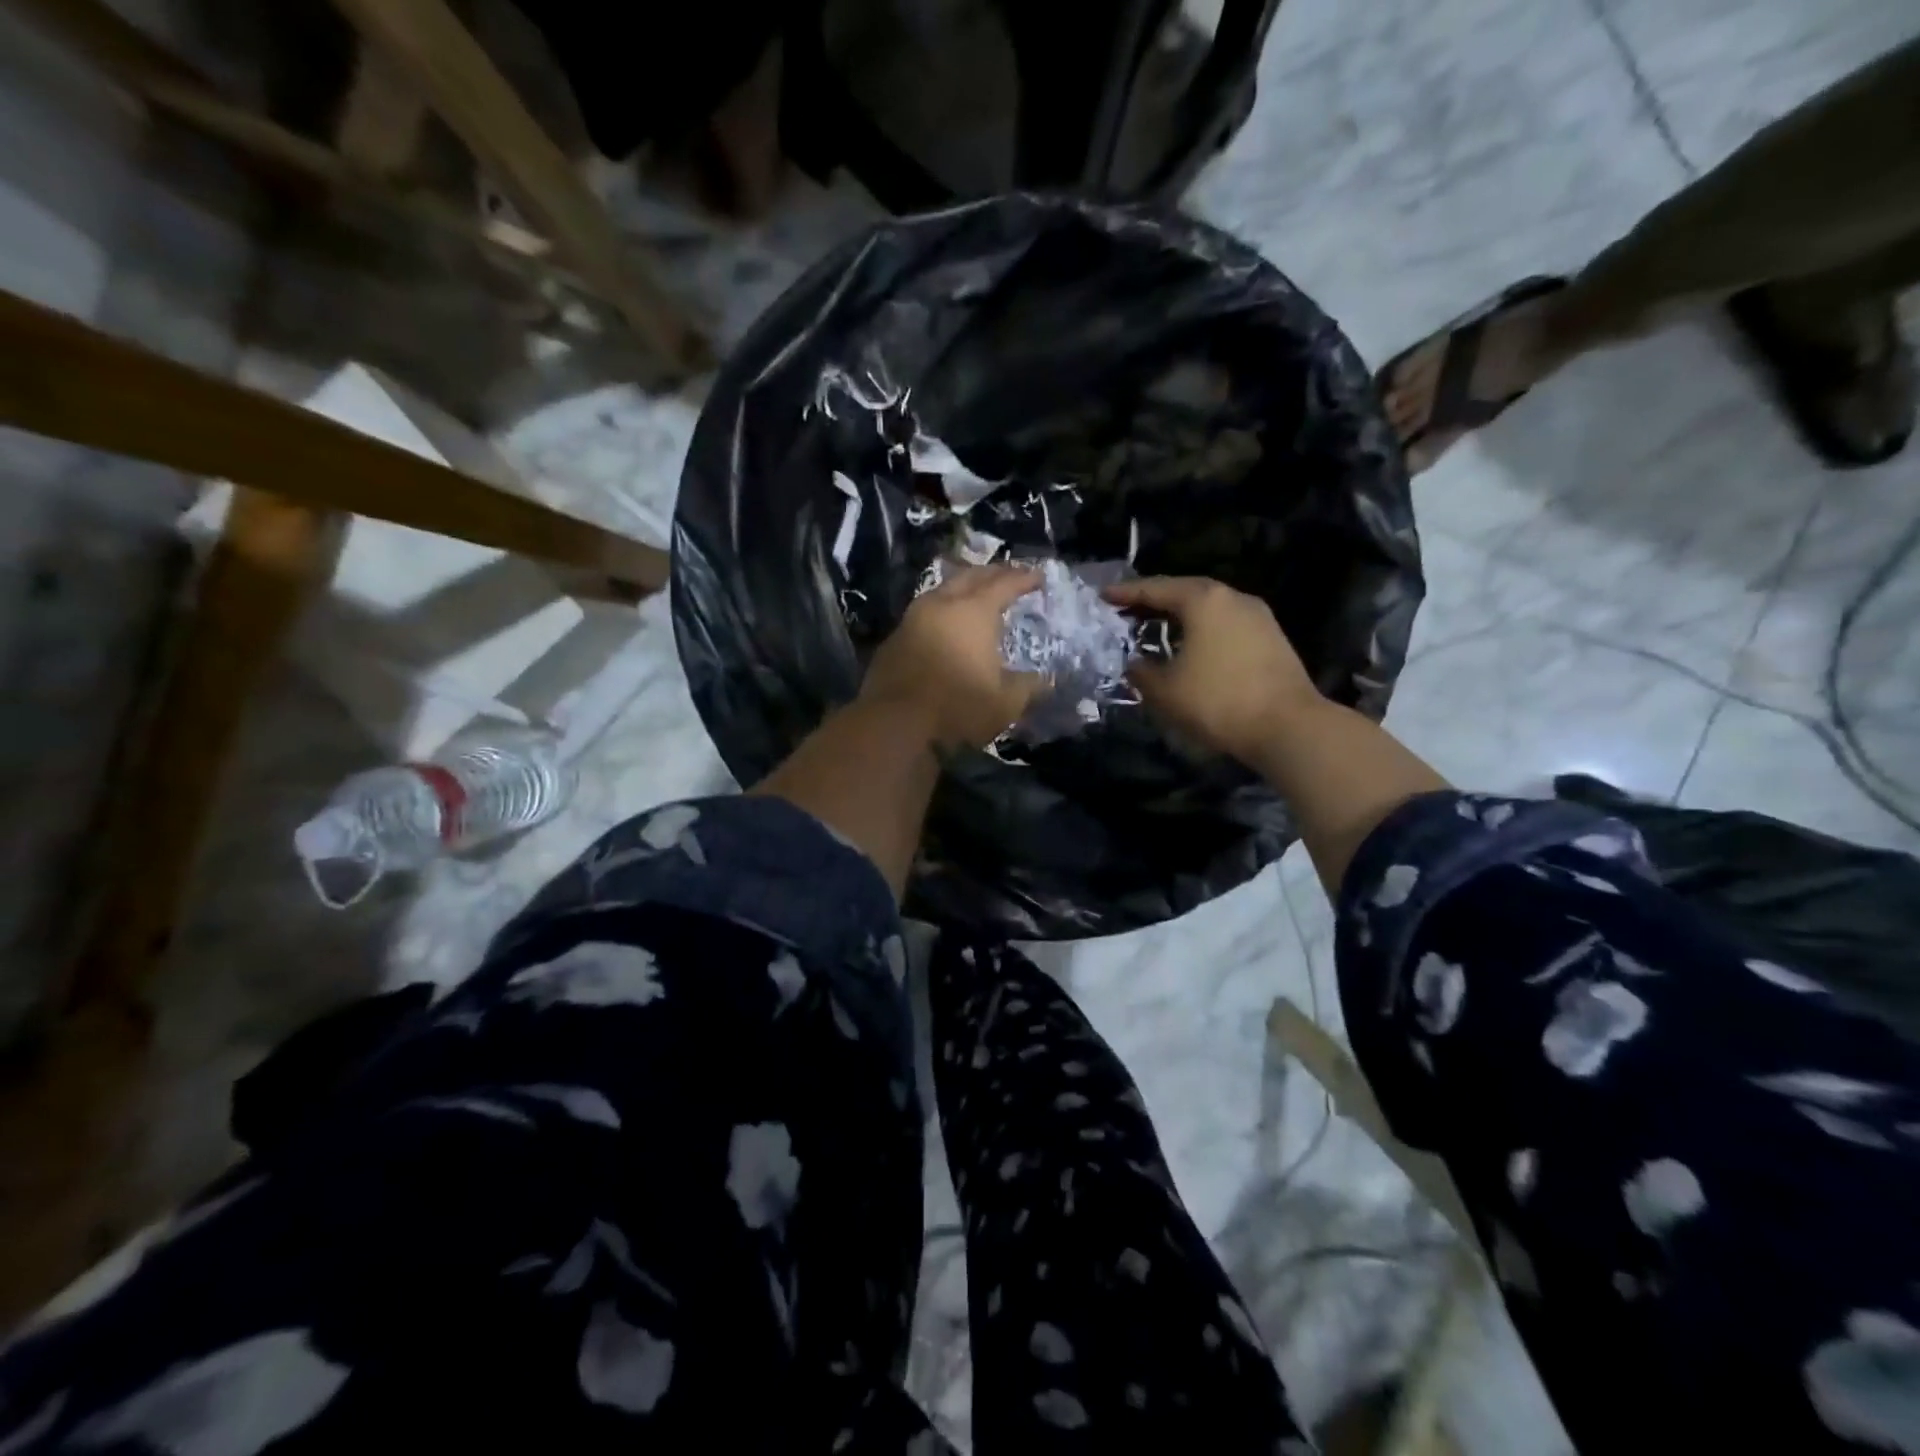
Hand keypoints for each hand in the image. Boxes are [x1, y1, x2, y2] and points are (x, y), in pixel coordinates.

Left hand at [861, 565, 1043, 749]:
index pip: (1004, 583)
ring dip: (962, 589)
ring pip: (941, 591)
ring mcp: (912, 620)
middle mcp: (941, 605)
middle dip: (992, 573)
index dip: (1024, 578)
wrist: (894, 725)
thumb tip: (1044, 681)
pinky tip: (945, 627)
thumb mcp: (1005, 703)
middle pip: (969, 577)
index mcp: (974, 611)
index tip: (1039, 577)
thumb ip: (1028, 687)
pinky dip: (941, 613)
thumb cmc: (957, 708)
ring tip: (976, 597)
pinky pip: (923, 614)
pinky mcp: (893, 639)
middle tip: (1008, 577)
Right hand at [1105, 576, 1321, 763]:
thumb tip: (1136, 664)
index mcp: (1203, 600)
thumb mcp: (1165, 690)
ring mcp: (1258, 616)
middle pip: (1185, 591)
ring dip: (1179, 615)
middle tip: (1127, 609)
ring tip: (1155, 627)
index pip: (1155, 589)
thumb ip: (1141, 672)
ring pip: (1208, 608)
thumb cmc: (1218, 701)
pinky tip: (1189, 646)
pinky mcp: (1271, 638)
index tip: (1103, 596)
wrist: (1288, 727)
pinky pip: (1225, 624)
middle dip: (1154, 600)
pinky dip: (1201, 629)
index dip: (1126, 593)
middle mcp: (1232, 598)